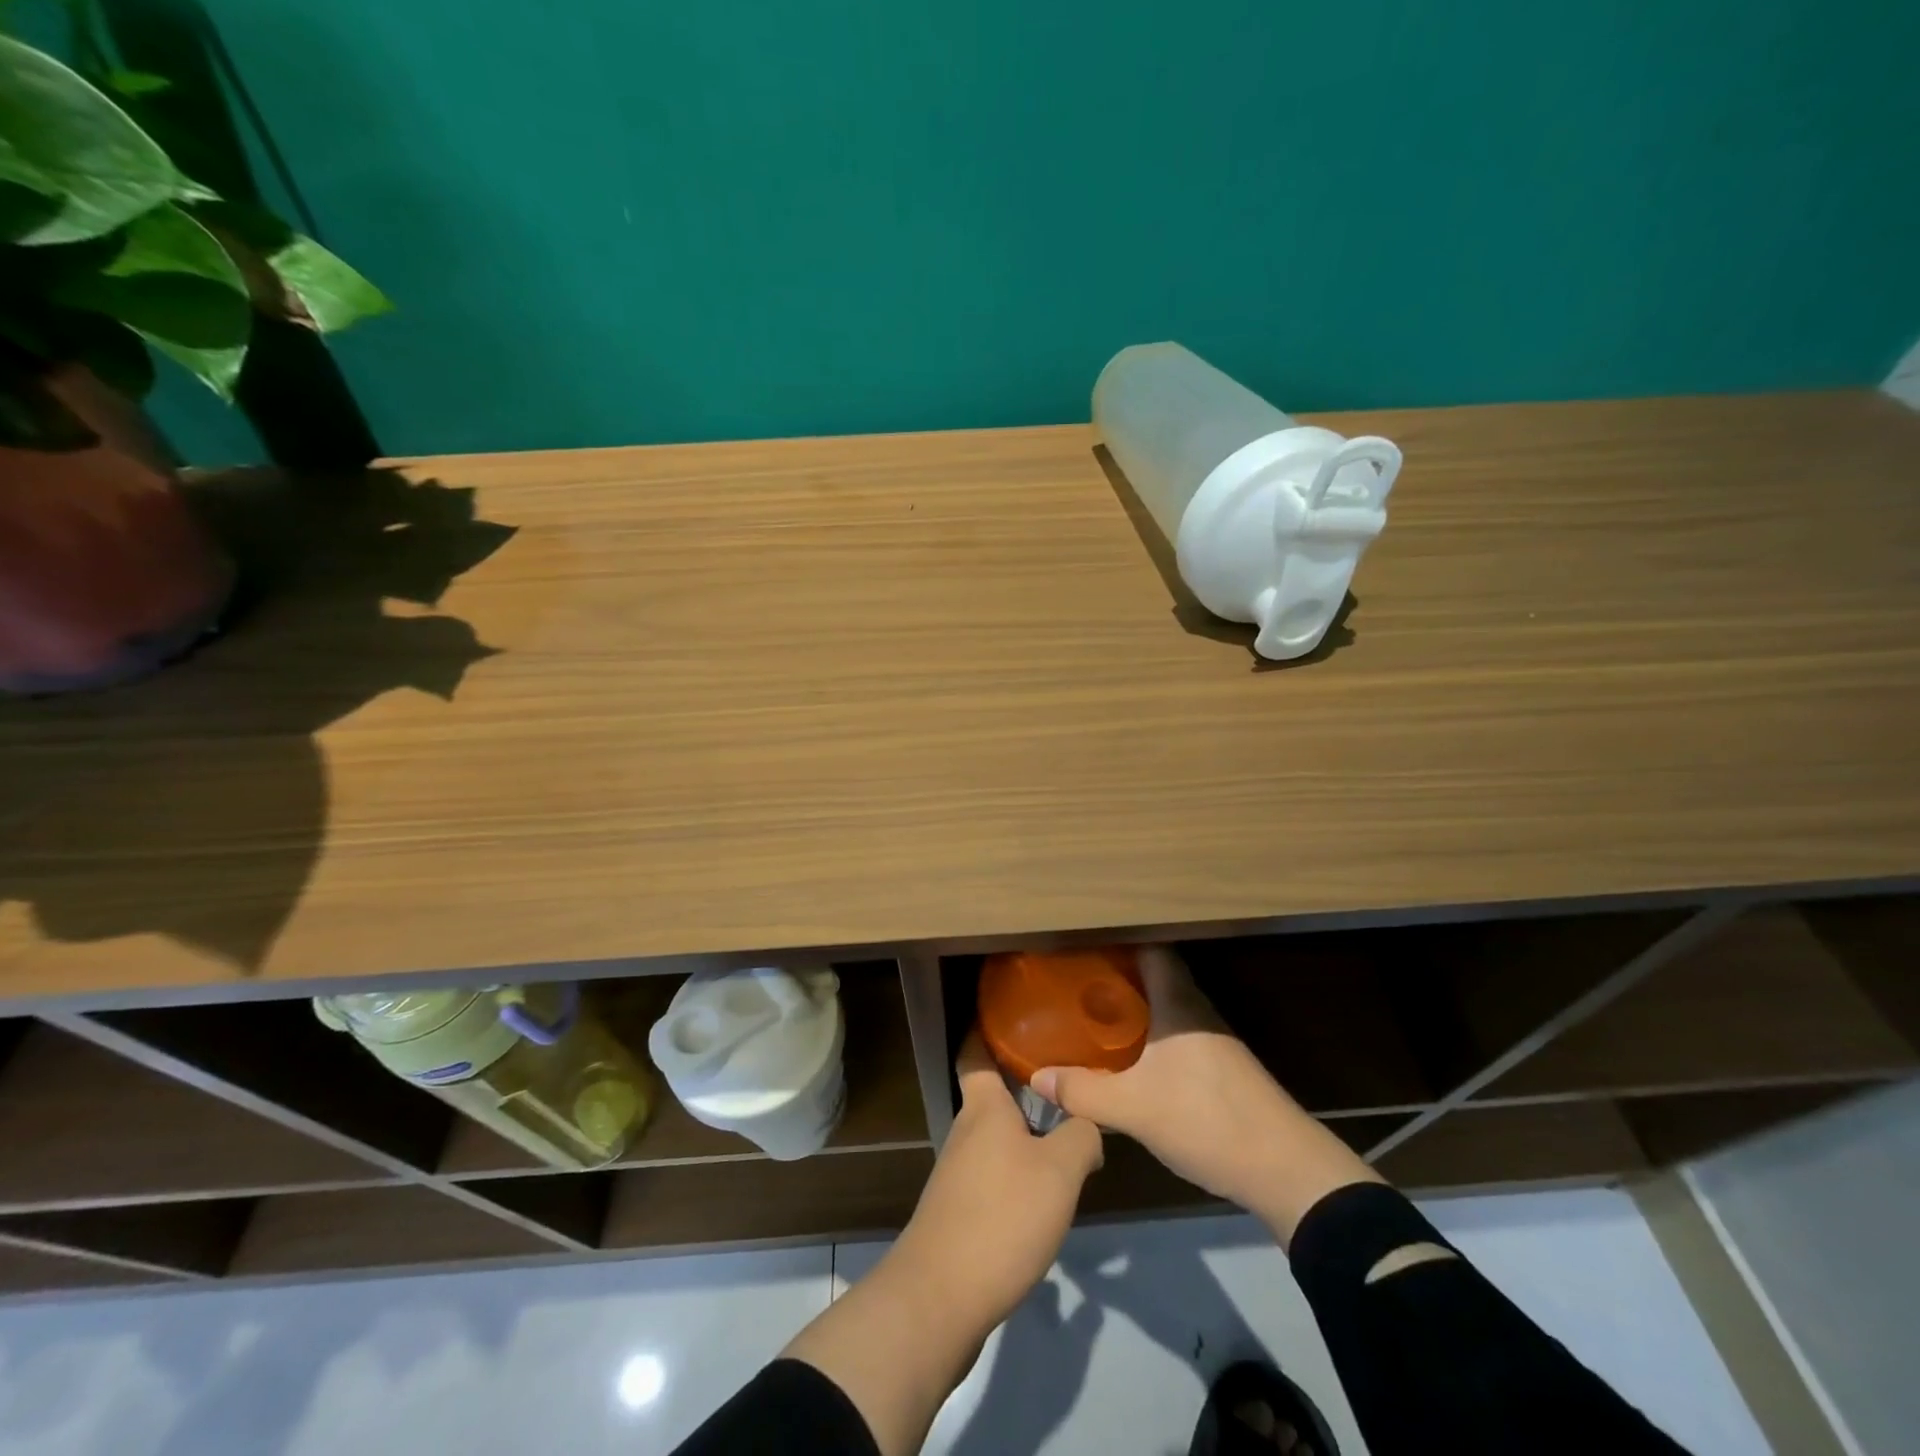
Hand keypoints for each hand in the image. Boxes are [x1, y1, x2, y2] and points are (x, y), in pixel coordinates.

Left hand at [782, 1034, 1101, 1455]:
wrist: (941, 1297)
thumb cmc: (1001, 1215)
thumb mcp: (1059, 1171)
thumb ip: (1081, 1136)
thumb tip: (1088, 1126)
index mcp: (984, 1108)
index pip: (975, 1052)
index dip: (986, 1028)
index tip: (1008, 1012)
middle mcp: (966, 1131)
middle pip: (992, 1095)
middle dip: (1023, 1084)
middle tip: (1066, 1074)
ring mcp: (959, 1173)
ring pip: (997, 1137)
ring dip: (1025, 1131)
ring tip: (1067, 1130)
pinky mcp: (960, 1212)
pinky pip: (995, 1174)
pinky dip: (1019, 1170)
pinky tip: (1046, 1189)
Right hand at [1031, 946, 1380, 1242]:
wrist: (1287, 1171)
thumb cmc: (1207, 1120)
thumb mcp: (1135, 1108)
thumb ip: (1083, 1092)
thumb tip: (1036, 1078)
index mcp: (1179, 1002)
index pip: (1150, 949)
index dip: (1118, 941)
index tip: (1082, 944)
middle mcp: (1197, 1011)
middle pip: (1155, 976)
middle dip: (1116, 975)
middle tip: (1075, 981)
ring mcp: (1214, 1041)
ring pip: (1166, 1008)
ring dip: (1134, 1008)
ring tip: (1092, 1015)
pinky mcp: (1222, 1070)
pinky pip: (1175, 1035)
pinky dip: (1149, 1035)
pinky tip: (1128, 1058)